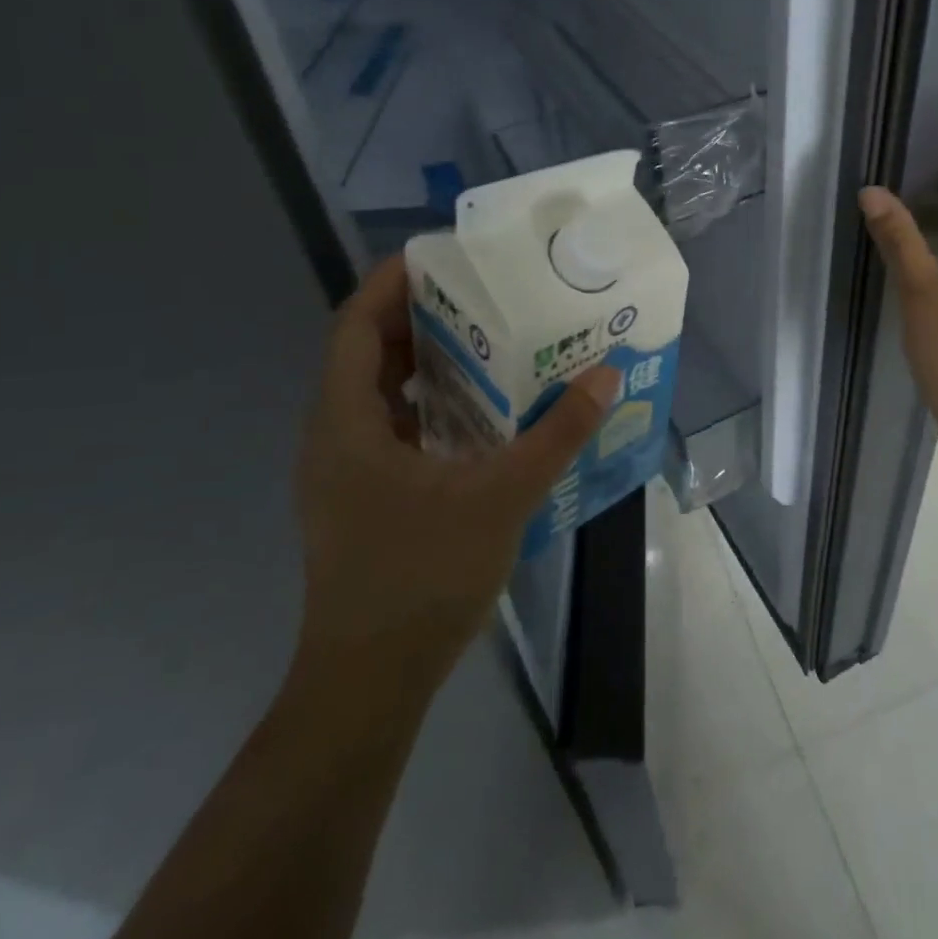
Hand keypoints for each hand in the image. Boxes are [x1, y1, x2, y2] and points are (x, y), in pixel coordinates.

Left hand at [291, 258, 619, 692]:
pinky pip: (389, 427)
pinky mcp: (360, 497)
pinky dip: (427, 404)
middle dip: (418, 316)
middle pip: (366, 353)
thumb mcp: (501, 496)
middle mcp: (333, 437)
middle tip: (480, 293)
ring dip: (424, 362)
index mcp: (346, 423)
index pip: (354, 326)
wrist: (369, 683)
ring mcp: (343, 472)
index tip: (439, 256)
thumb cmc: (422, 578)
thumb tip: (604, 374)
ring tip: (486, 341)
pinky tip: (477, 413)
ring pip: (378, 393)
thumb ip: (555, 433)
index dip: (388, 283)